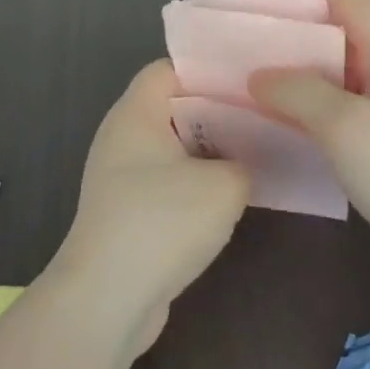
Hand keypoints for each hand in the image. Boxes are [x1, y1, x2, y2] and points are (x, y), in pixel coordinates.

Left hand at [47, 60, 250, 353]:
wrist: (107, 299)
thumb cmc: (162, 222)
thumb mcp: (224, 185)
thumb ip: (245, 161)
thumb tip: (243, 164)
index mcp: (136, 113)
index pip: (169, 69)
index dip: (208, 70)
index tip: (248, 82)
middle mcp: (121, 136)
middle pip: (173, 108)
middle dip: (216, 112)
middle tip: (262, 117)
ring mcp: (119, 176)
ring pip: (172, 148)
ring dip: (208, 153)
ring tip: (254, 154)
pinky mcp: (125, 211)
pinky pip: (165, 182)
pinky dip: (193, 184)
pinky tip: (227, 198)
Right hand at [251, 0, 369, 310]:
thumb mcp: (347, 123)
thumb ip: (299, 92)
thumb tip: (259, 76)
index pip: (348, 1)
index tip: (258, 5)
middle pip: (334, 41)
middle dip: (287, 40)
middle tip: (235, 50)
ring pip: (329, 86)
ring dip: (289, 84)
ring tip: (240, 89)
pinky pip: (331, 125)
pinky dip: (300, 122)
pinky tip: (268, 133)